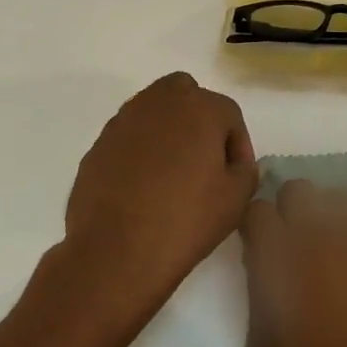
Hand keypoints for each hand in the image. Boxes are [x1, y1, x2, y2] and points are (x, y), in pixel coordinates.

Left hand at [65, 72, 256, 295]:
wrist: (116, 252)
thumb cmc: (186, 220)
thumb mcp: (236, 199)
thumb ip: (246, 171)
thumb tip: (237, 164)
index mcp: (200, 108)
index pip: (229, 114)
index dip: (238, 145)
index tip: (236, 176)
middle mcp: (160, 103)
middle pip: (187, 94)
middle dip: (199, 119)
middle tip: (204, 158)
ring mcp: (124, 122)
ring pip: (154, 111)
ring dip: (168, 131)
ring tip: (173, 173)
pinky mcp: (99, 145)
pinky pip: (129, 137)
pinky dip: (141, 150)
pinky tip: (144, 186)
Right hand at [240, 181, 346, 346]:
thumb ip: (254, 298)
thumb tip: (261, 269)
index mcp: (279, 253)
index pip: (256, 212)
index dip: (259, 230)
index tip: (266, 247)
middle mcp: (317, 226)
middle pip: (296, 191)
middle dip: (293, 213)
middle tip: (304, 244)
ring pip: (338, 196)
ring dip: (333, 217)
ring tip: (344, 248)